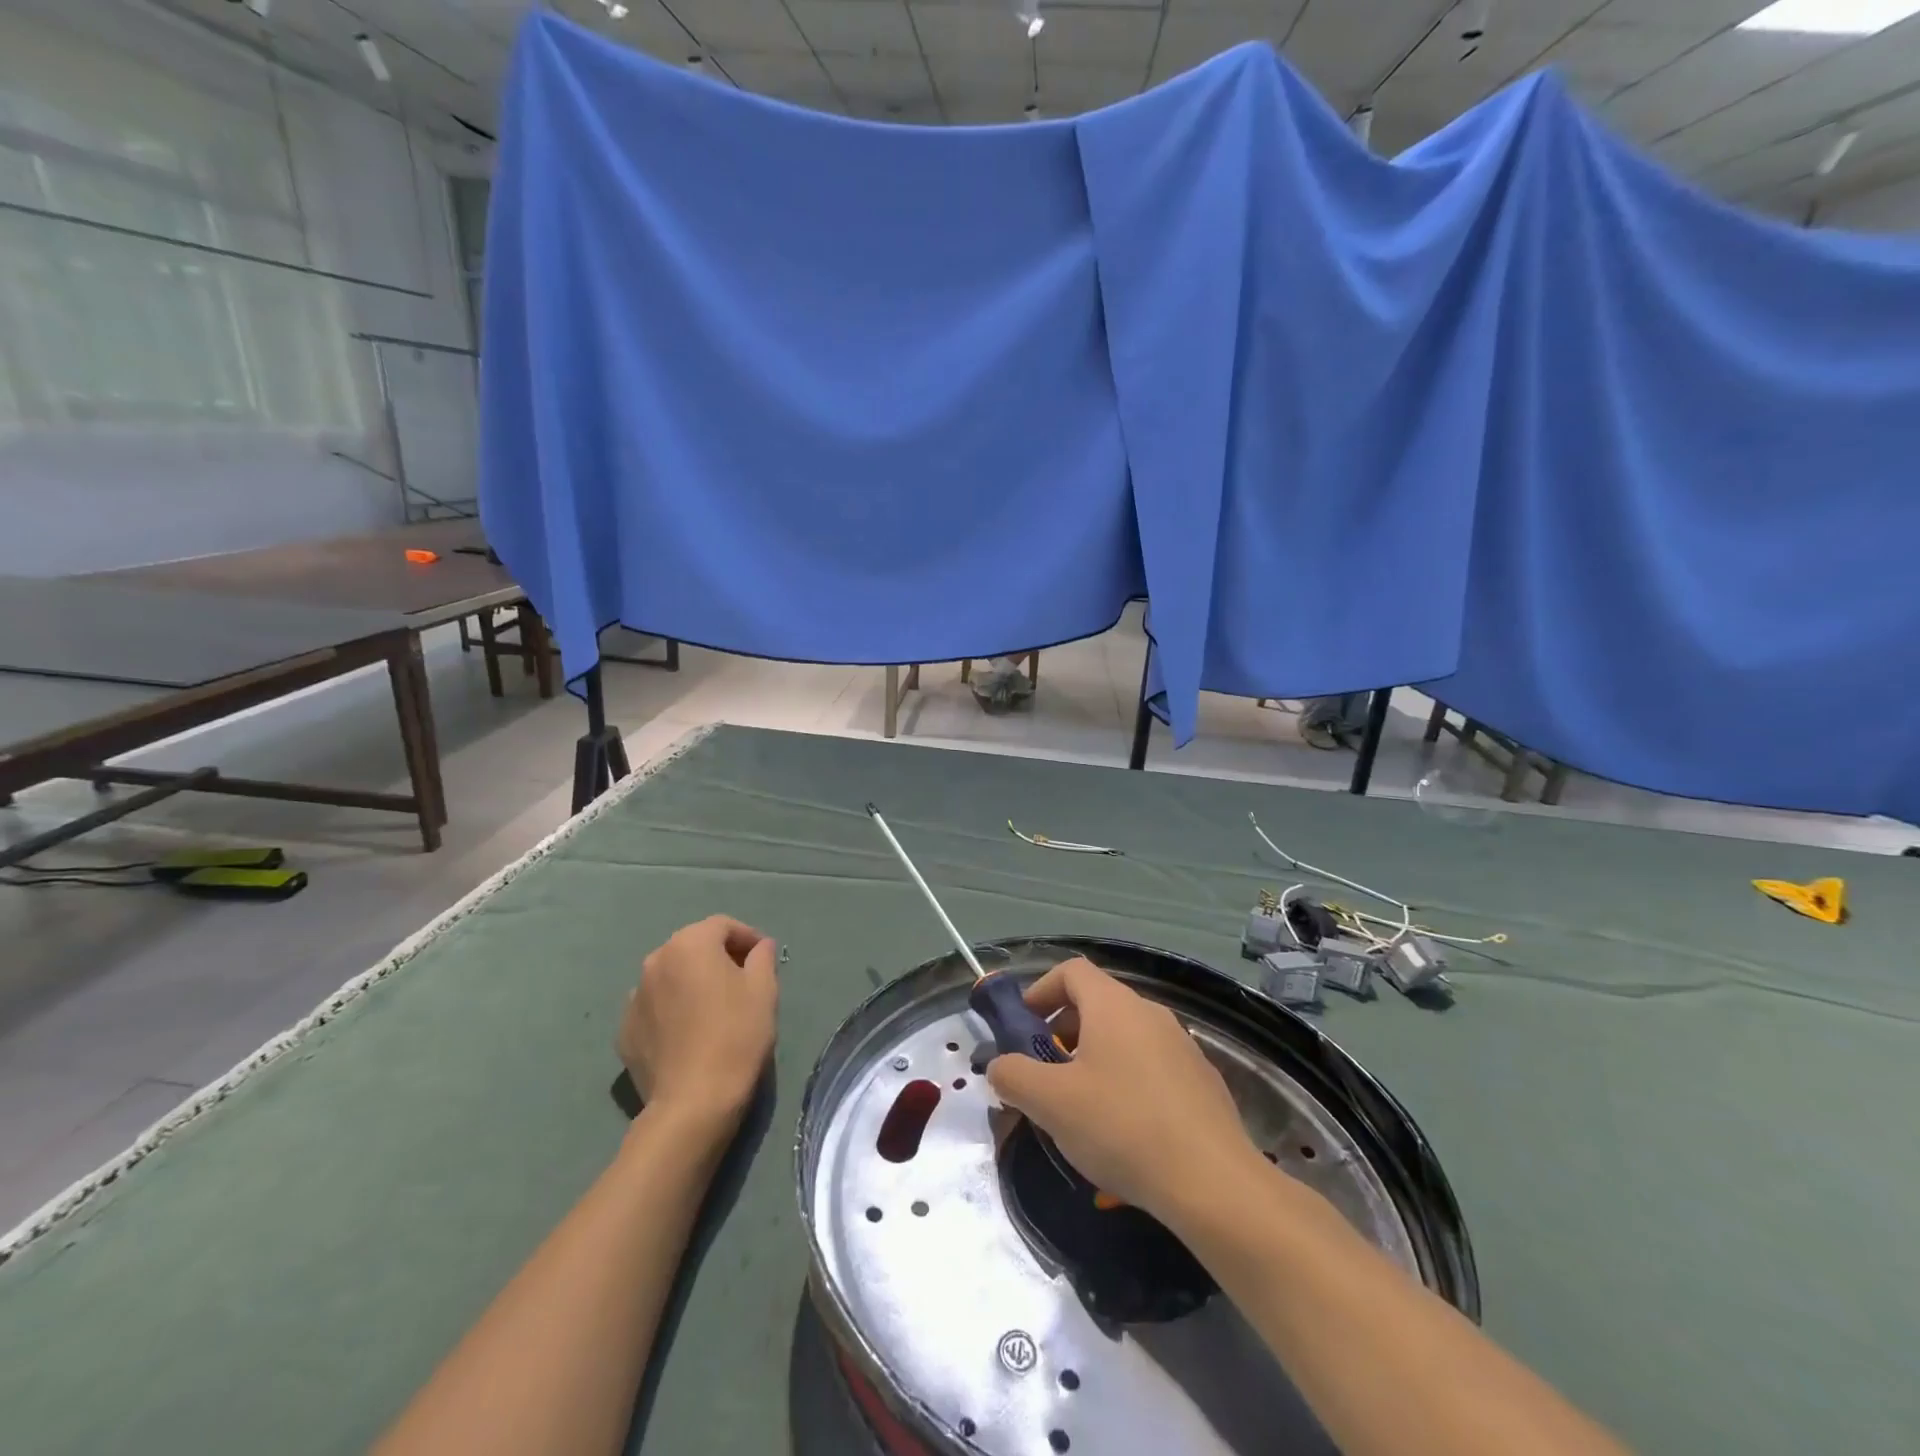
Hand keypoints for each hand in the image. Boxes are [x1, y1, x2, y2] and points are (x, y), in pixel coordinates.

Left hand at [618, 916, 778, 1129]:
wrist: (693, 1102)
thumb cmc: (736, 1035)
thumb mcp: (764, 990)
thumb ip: (762, 957)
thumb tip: (760, 947)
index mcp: (689, 944)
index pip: (722, 926)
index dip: (747, 937)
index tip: (764, 958)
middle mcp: (655, 961)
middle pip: (693, 947)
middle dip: (718, 957)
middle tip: (742, 981)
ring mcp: (634, 998)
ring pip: (671, 977)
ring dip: (692, 983)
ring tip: (713, 1009)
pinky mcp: (624, 1032)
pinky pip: (655, 1008)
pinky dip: (672, 1010)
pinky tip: (689, 1034)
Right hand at [985, 958, 1257, 1226]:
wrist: (1214, 1183)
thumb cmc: (1122, 1127)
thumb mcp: (1050, 1103)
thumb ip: (1013, 1075)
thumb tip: (1000, 1066)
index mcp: (1113, 1005)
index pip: (1071, 970)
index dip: (1041, 990)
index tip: (1024, 1027)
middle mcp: (1150, 1013)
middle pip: (1097, 1003)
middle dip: (1063, 1031)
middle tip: (1046, 1073)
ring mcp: (1182, 1046)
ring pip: (1125, 1037)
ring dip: (1094, 1059)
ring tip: (1081, 1107)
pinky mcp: (1202, 1082)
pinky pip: (1152, 1067)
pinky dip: (1127, 1081)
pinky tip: (1124, 1130)